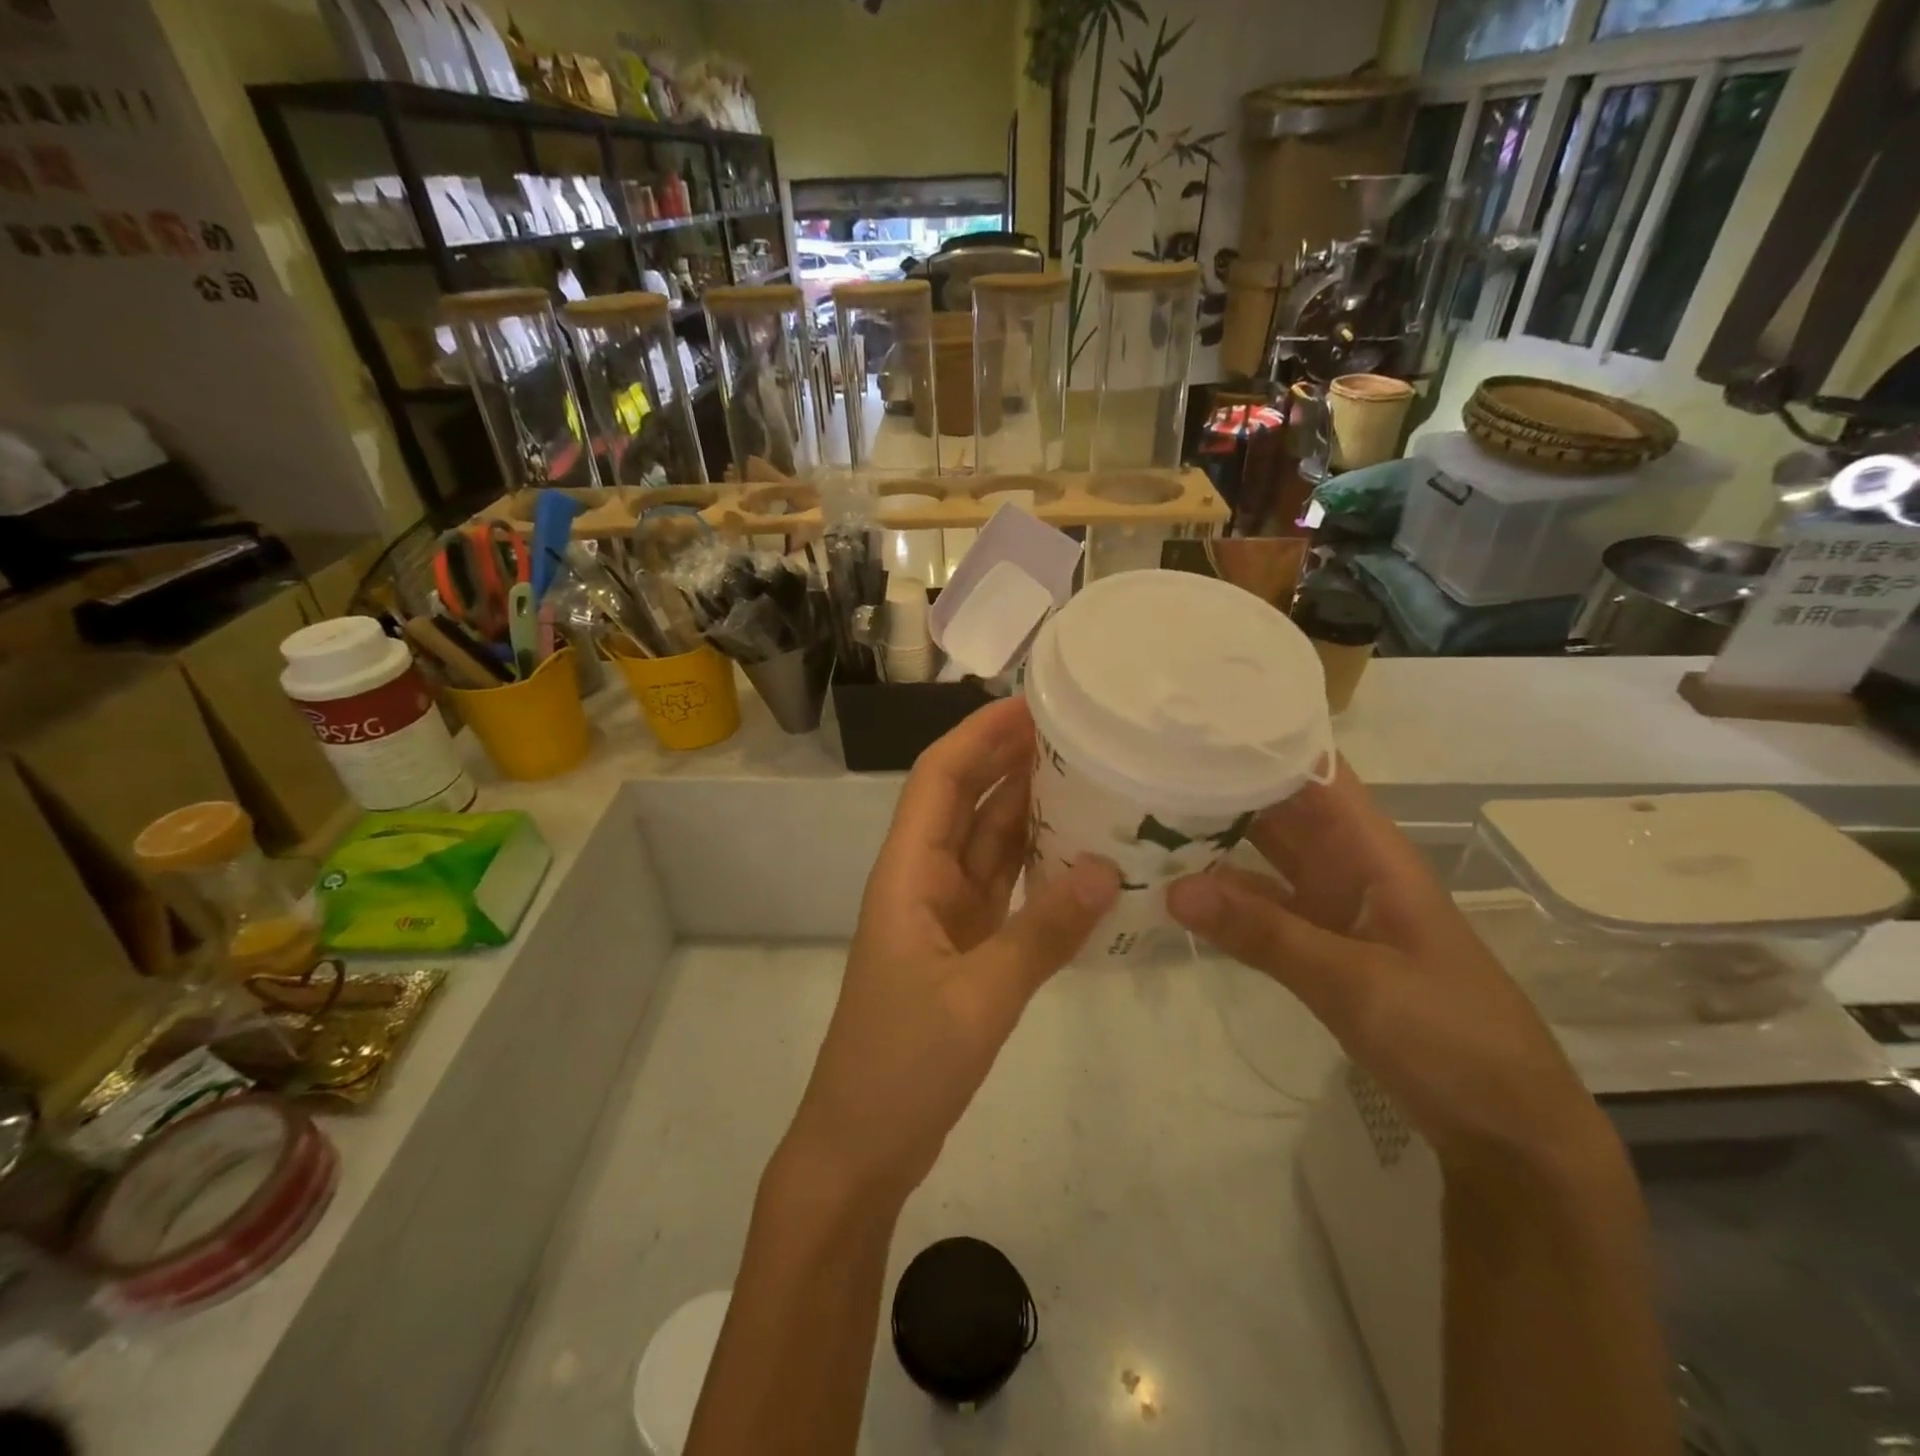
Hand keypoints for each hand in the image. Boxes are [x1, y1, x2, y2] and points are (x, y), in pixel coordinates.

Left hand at [784, 698, 1119, 1203]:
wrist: (862, 1146)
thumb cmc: (901, 1066)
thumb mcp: (979, 998)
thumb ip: (1043, 932)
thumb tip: (1107, 867)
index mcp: (907, 873)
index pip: (939, 779)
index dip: (979, 736)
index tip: (1032, 704)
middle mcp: (923, 880)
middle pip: (965, 801)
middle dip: (1009, 760)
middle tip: (1075, 730)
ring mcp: (944, 916)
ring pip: (988, 844)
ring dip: (1026, 809)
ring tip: (1086, 774)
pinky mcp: (965, 949)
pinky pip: (1003, 888)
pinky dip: (1036, 866)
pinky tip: (1079, 852)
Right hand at [1167, 761, 1614, 1178]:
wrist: (1505, 1127)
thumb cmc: (1451, 1036)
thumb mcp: (1355, 981)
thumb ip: (1264, 933)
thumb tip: (1173, 889)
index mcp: (1374, 853)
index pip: (1316, 773)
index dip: (1264, 742)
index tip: (1194, 727)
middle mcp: (1349, 867)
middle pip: (1281, 809)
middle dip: (1222, 787)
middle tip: (1146, 769)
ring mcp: (1332, 908)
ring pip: (1265, 857)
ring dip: (1216, 842)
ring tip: (1144, 821)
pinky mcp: (1319, 948)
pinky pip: (1262, 908)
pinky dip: (1224, 900)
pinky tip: (1176, 894)